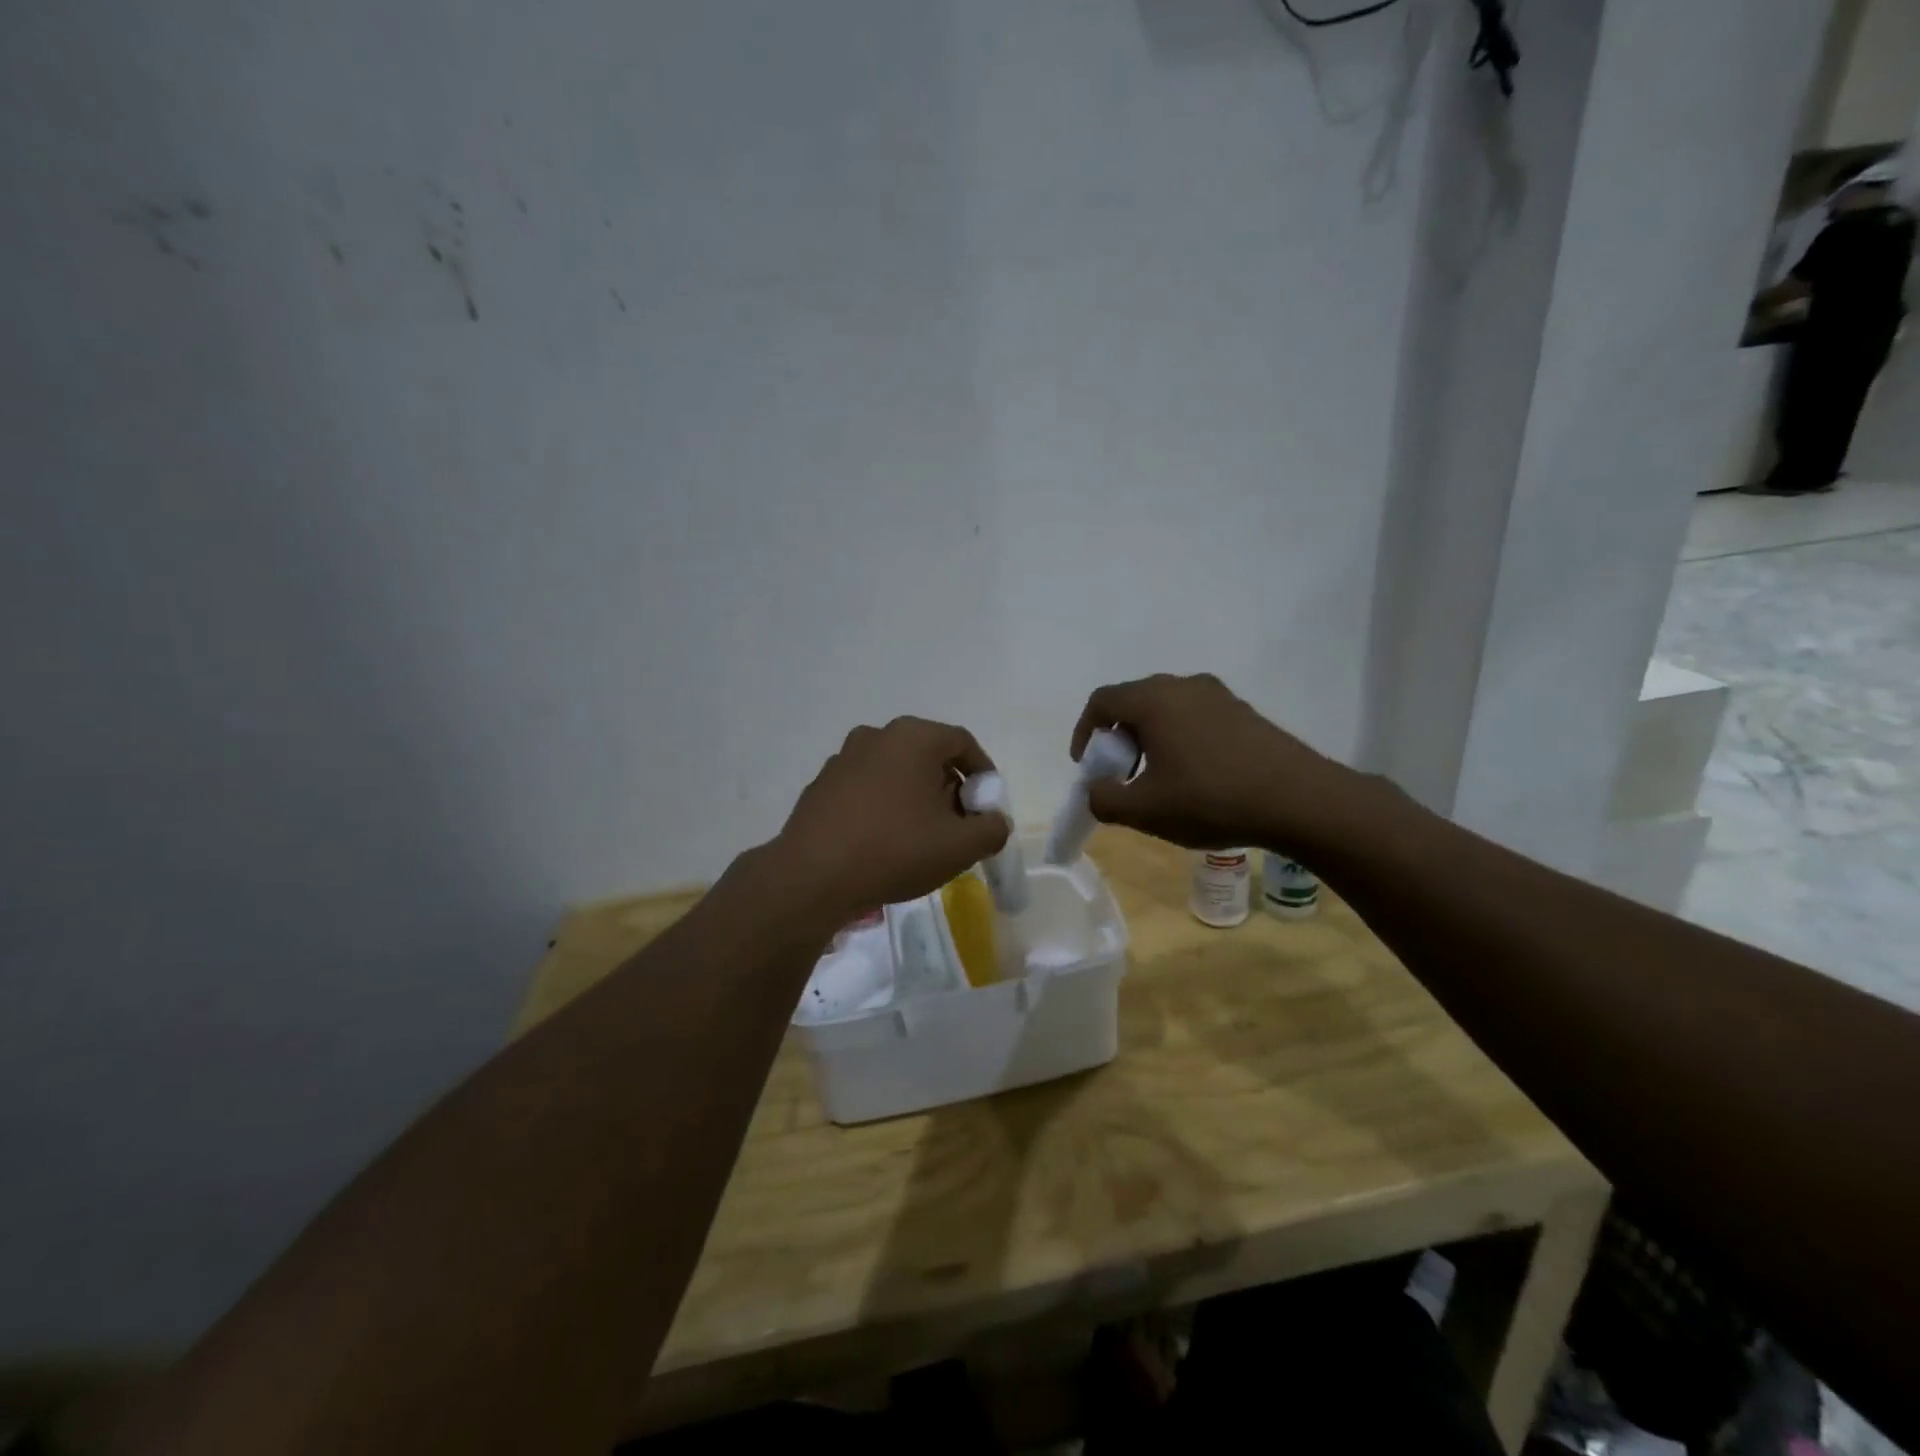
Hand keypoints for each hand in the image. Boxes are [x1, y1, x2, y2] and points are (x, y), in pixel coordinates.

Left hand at [764, 717, 1010, 925]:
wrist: (811, 876)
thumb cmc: (894, 850)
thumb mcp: (960, 846)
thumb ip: (991, 829)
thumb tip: (993, 821)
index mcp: (913, 737)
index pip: (962, 742)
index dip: (983, 774)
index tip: (987, 807)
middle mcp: (876, 735)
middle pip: (928, 755)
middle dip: (950, 787)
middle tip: (958, 825)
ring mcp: (843, 759)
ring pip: (895, 771)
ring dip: (916, 797)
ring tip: (921, 838)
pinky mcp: (821, 785)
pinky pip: (867, 788)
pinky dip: (884, 806)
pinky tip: (883, 842)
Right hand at [1069, 673, 1361, 854]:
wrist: (1299, 800)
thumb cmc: (1211, 800)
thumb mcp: (1145, 811)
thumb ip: (1104, 799)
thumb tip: (1095, 790)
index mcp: (1154, 700)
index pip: (1102, 701)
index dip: (1085, 732)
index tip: (1088, 766)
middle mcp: (1184, 686)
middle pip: (1134, 701)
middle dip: (1118, 738)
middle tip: (1121, 774)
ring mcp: (1219, 696)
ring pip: (1167, 709)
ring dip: (1150, 739)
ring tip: (1158, 779)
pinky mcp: (1243, 711)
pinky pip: (1195, 717)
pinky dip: (1179, 739)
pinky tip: (1195, 776)